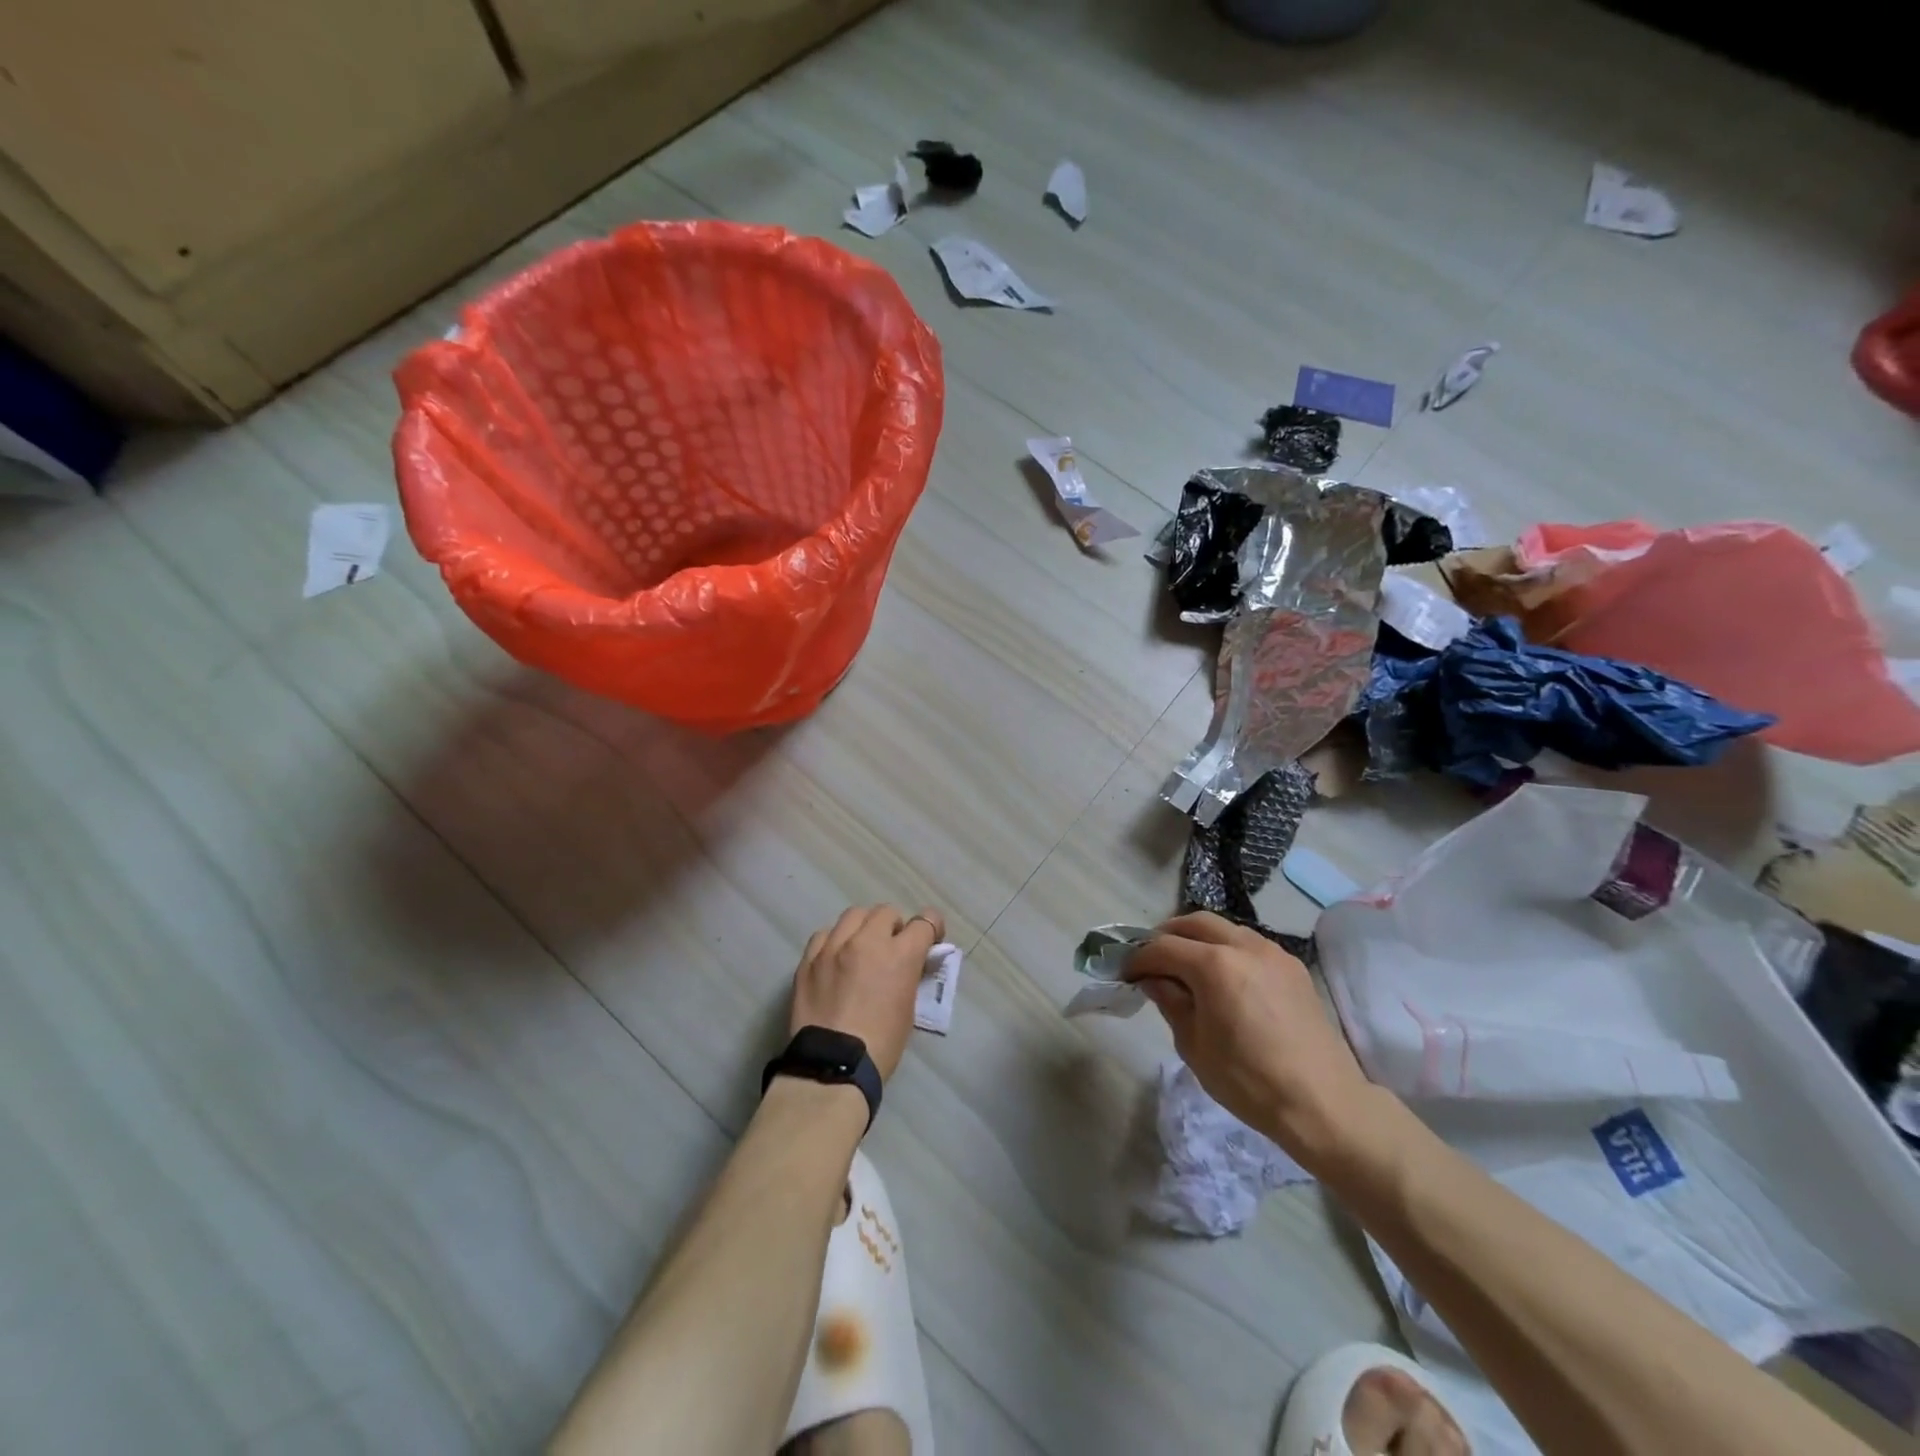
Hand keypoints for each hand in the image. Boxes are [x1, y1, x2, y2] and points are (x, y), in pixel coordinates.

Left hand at [789, 904, 944, 1080]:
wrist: (833, 1067)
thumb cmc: (881, 1044)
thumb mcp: (909, 1007)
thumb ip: (910, 974)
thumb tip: (910, 962)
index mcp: (899, 954)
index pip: (925, 922)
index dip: (931, 928)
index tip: (929, 939)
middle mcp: (867, 941)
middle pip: (886, 912)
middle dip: (894, 927)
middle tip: (892, 948)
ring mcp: (834, 947)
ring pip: (854, 915)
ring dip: (864, 928)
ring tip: (861, 948)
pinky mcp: (809, 959)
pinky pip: (825, 935)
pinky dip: (835, 941)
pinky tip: (835, 959)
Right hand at [1124, 911, 1378, 1167]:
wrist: (1324, 1103)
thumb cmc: (1249, 1081)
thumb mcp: (1194, 1046)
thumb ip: (1171, 1003)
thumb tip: (1154, 980)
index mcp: (1214, 965)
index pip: (1163, 948)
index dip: (1138, 959)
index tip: (1125, 973)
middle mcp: (1244, 946)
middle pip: (1194, 923)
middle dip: (1168, 936)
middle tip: (1152, 961)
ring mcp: (1273, 953)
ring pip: (1225, 928)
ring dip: (1199, 939)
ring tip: (1187, 967)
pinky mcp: (1293, 967)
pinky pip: (1250, 944)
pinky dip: (1227, 949)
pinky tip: (1224, 978)